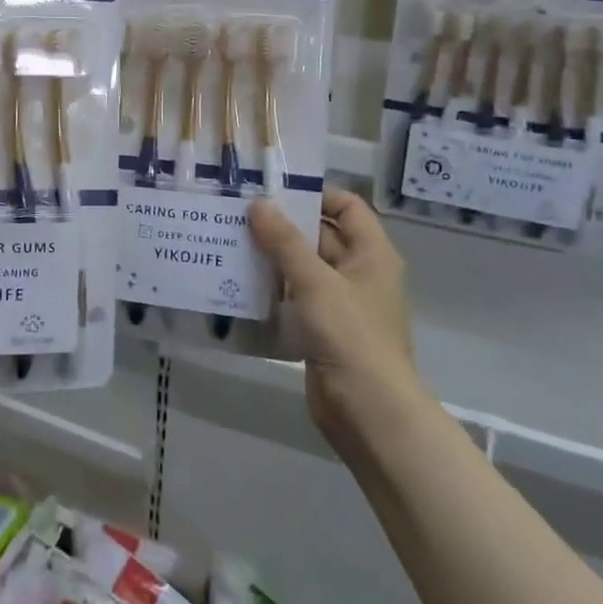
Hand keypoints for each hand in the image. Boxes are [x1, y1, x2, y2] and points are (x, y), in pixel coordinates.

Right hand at [249, 189, 421, 457]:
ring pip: (304, 268)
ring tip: (230, 242)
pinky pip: (295, 298)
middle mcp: (359, 273)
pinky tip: (238, 283)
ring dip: (273, 258)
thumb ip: (285, 242)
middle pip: (321, 236)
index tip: (273, 191)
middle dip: (283, 226)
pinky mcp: (322, 331)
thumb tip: (258, 203)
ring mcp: (341, 304)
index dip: (315, 194)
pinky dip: (272, 289)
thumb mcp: (316, 282)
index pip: (347, 206)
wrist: (369, 413)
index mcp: (372, 254)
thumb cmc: (351, 336)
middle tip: (238, 214)